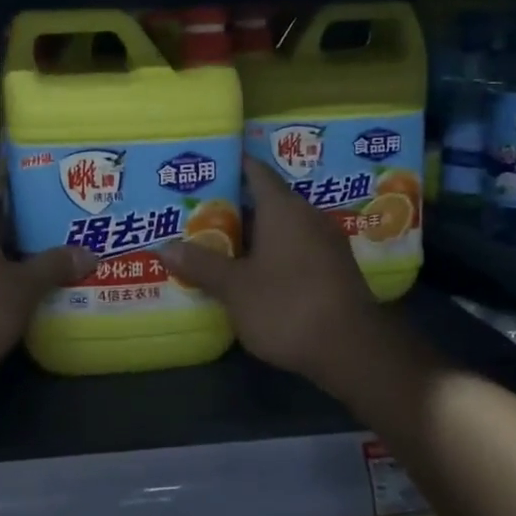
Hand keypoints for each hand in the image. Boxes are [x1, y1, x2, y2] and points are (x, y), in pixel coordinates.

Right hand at [161, 158, 382, 395]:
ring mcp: (325, 243)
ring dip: (254, 234)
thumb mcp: (235, 288)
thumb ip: (202, 264)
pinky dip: (272, 254)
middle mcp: (308, 216)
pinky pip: (296, 248)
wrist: (352, 349)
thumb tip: (164, 247)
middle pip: (267, 201)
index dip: (231, 165)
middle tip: (198, 212)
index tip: (206, 167)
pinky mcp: (334, 269)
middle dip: (234, 207)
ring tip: (218, 243)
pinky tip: (251, 271)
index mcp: (283, 208)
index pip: (255, 171)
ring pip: (282, 228)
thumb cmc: (287, 305)